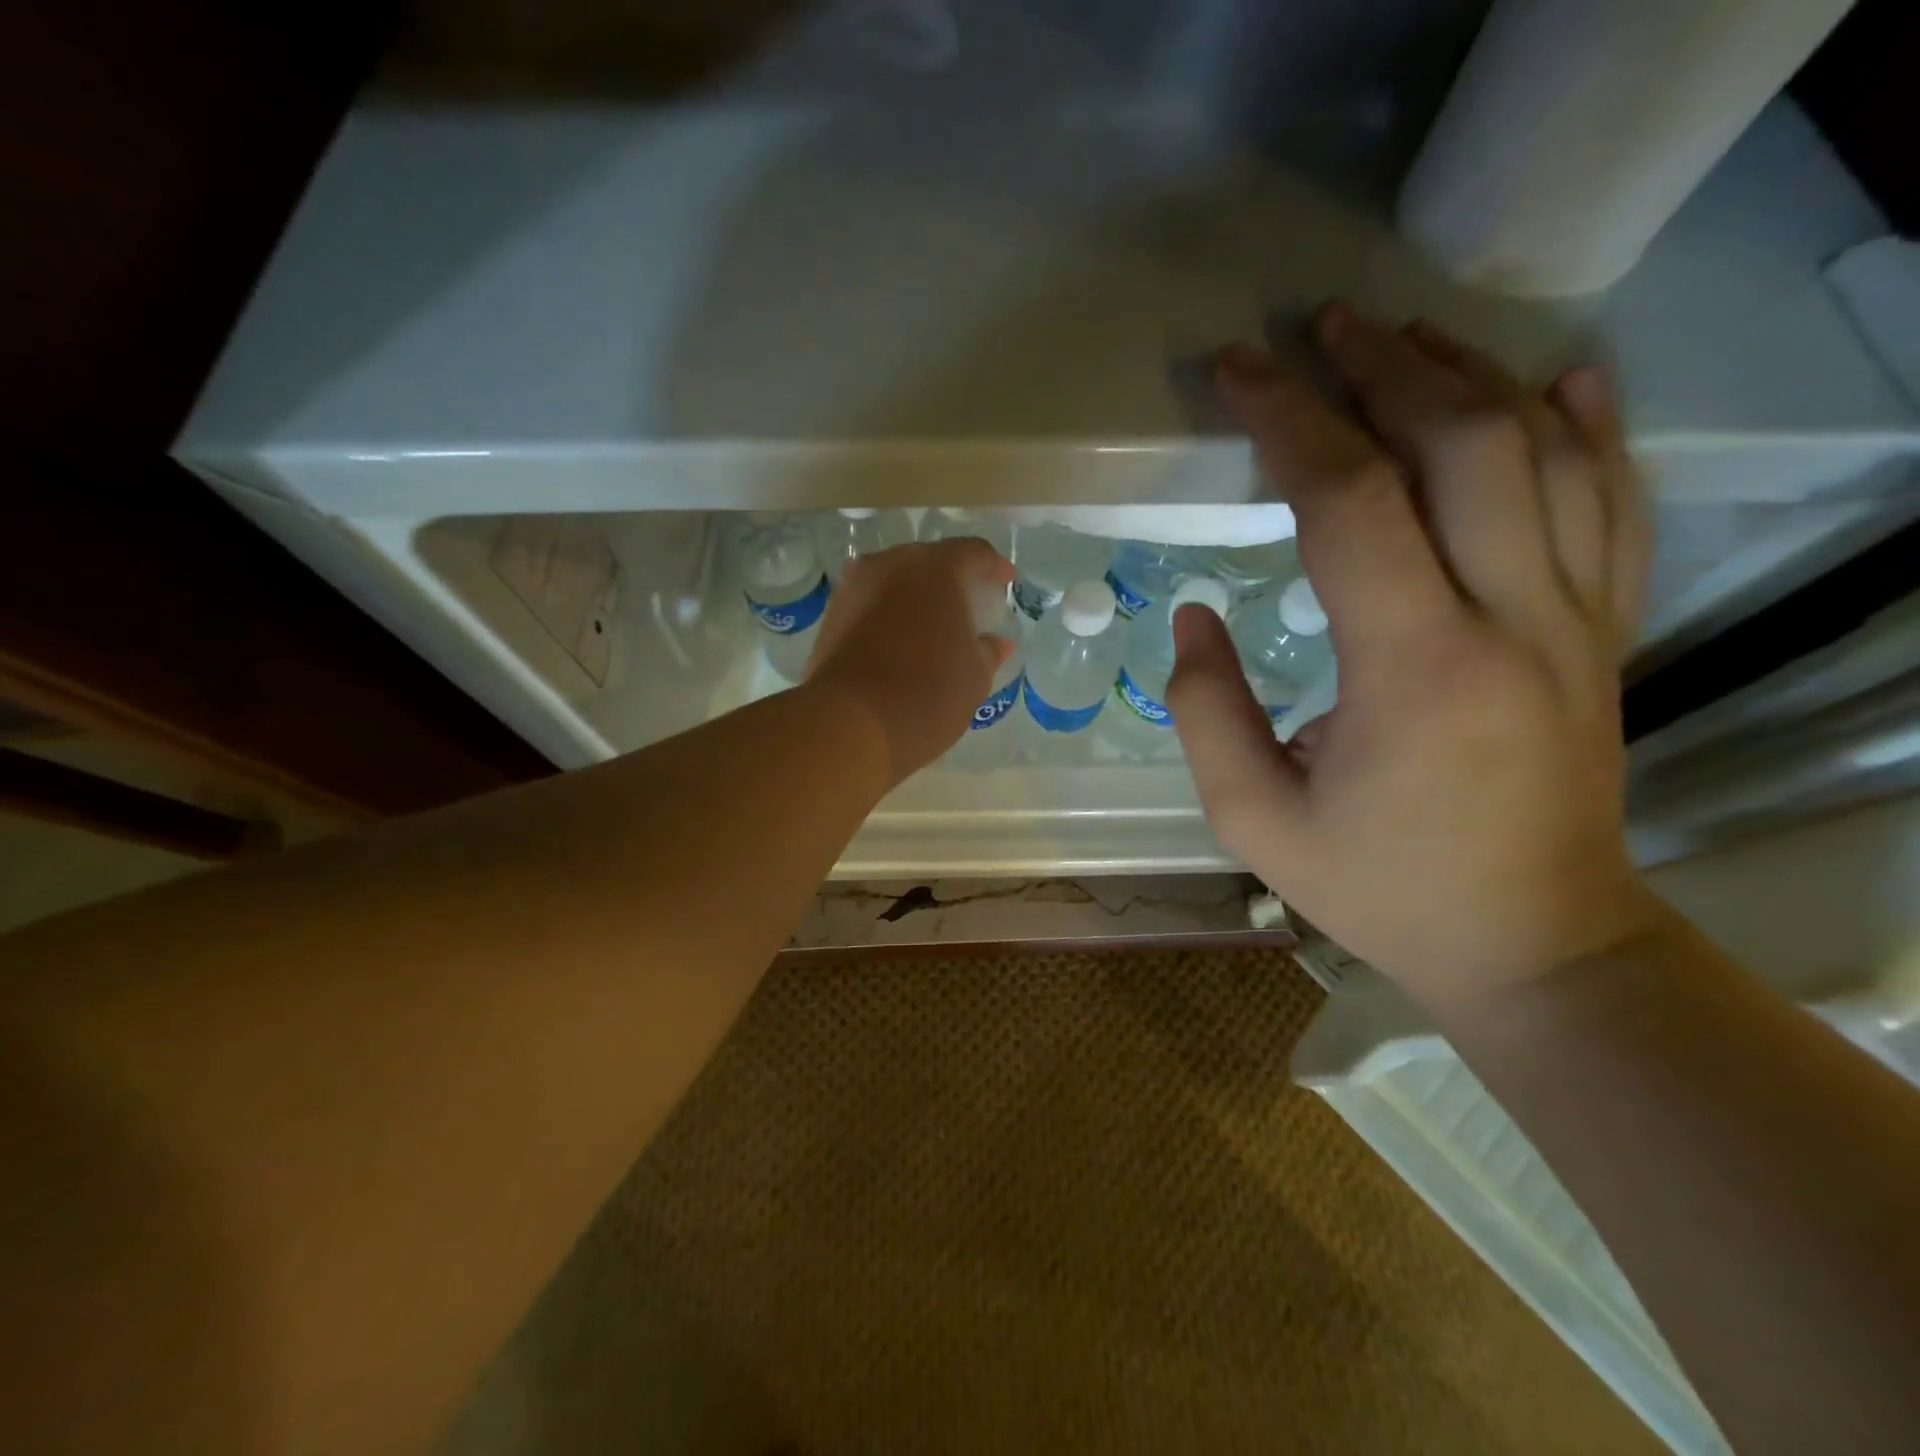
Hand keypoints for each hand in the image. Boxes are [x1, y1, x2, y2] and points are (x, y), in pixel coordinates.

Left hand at [804, 538, 1015, 786]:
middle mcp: (890, 564)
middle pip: (929, 563)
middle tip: (968, 607)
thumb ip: (988, 651)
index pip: (973, 553)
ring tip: (932, 629)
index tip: (1006, 583)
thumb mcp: (974, 677)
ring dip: (915, 599)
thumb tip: (997, 643)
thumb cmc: (928, 694)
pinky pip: (871, 605)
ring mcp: (854, 588)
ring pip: (894, 582)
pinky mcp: (831, 617)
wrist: (851, 724)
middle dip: (951, 581)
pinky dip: (890, 617)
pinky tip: (901, 644)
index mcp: (934, 568)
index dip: (994, 567)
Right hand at [1168, 305, 1661, 1007]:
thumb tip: (1193, 614)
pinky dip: (1592, 429)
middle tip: (1318, 328)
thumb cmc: (1381, 886)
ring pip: (1545, 454)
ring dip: (1469, 378)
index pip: (1347, 502)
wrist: (1534, 942)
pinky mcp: (1605, 633)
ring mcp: (1577, 620)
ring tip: (1404, 338)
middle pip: (1461, 444)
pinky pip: (1616, 505)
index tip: (1239, 373)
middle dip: (1381, 368)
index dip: (1287, 421)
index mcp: (1413, 668)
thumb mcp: (1254, 819)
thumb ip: (1205, 711)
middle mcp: (1513, 619)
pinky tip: (1564, 379)